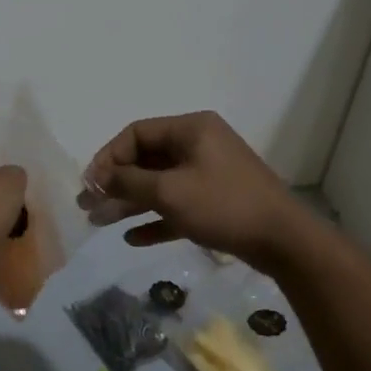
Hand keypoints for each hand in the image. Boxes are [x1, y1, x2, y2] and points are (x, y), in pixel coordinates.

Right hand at [81, 111, 315, 269]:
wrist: (283, 240)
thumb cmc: (223, 205)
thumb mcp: (170, 192)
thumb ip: (130, 183)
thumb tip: (99, 179)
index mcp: (191, 129)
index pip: (137, 133)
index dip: (108, 157)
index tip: (90, 184)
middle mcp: (199, 145)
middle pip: (146, 159)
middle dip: (116, 183)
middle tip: (88, 206)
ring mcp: (209, 174)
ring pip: (160, 184)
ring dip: (130, 203)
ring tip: (100, 223)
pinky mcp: (216, 201)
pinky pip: (177, 205)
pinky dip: (156, 218)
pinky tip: (132, 238)